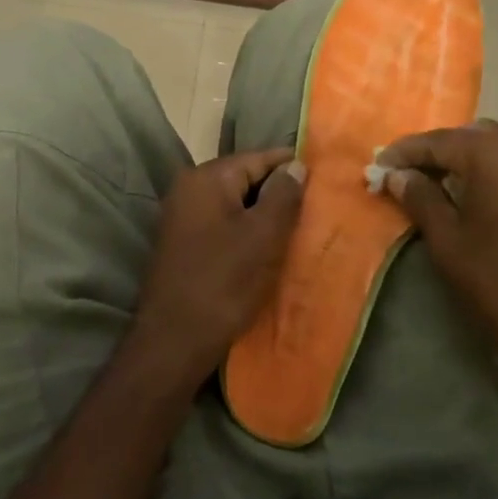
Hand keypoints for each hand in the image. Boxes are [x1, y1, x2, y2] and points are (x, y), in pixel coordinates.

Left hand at [128, 148, 306, 391]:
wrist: (174, 341)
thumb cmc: (224, 282)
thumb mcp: (263, 236)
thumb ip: (283, 195)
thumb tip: (295, 166)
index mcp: (207, 178)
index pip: (258, 158)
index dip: (291, 167)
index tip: (323, 180)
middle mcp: (189, 188)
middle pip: (244, 178)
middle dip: (277, 192)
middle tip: (313, 211)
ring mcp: (182, 215)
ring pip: (234, 203)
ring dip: (262, 215)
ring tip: (295, 231)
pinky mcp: (183, 242)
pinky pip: (222, 224)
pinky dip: (245, 231)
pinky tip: (265, 250)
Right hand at [377, 122, 497, 421]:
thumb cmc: (497, 282)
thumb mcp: (446, 240)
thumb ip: (419, 197)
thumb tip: (399, 175)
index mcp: (495, 153)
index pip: (439, 141)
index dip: (406, 152)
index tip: (381, 165)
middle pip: (477, 137)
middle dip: (444, 152)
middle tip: (414, 175)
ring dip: (484, 157)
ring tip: (460, 181)